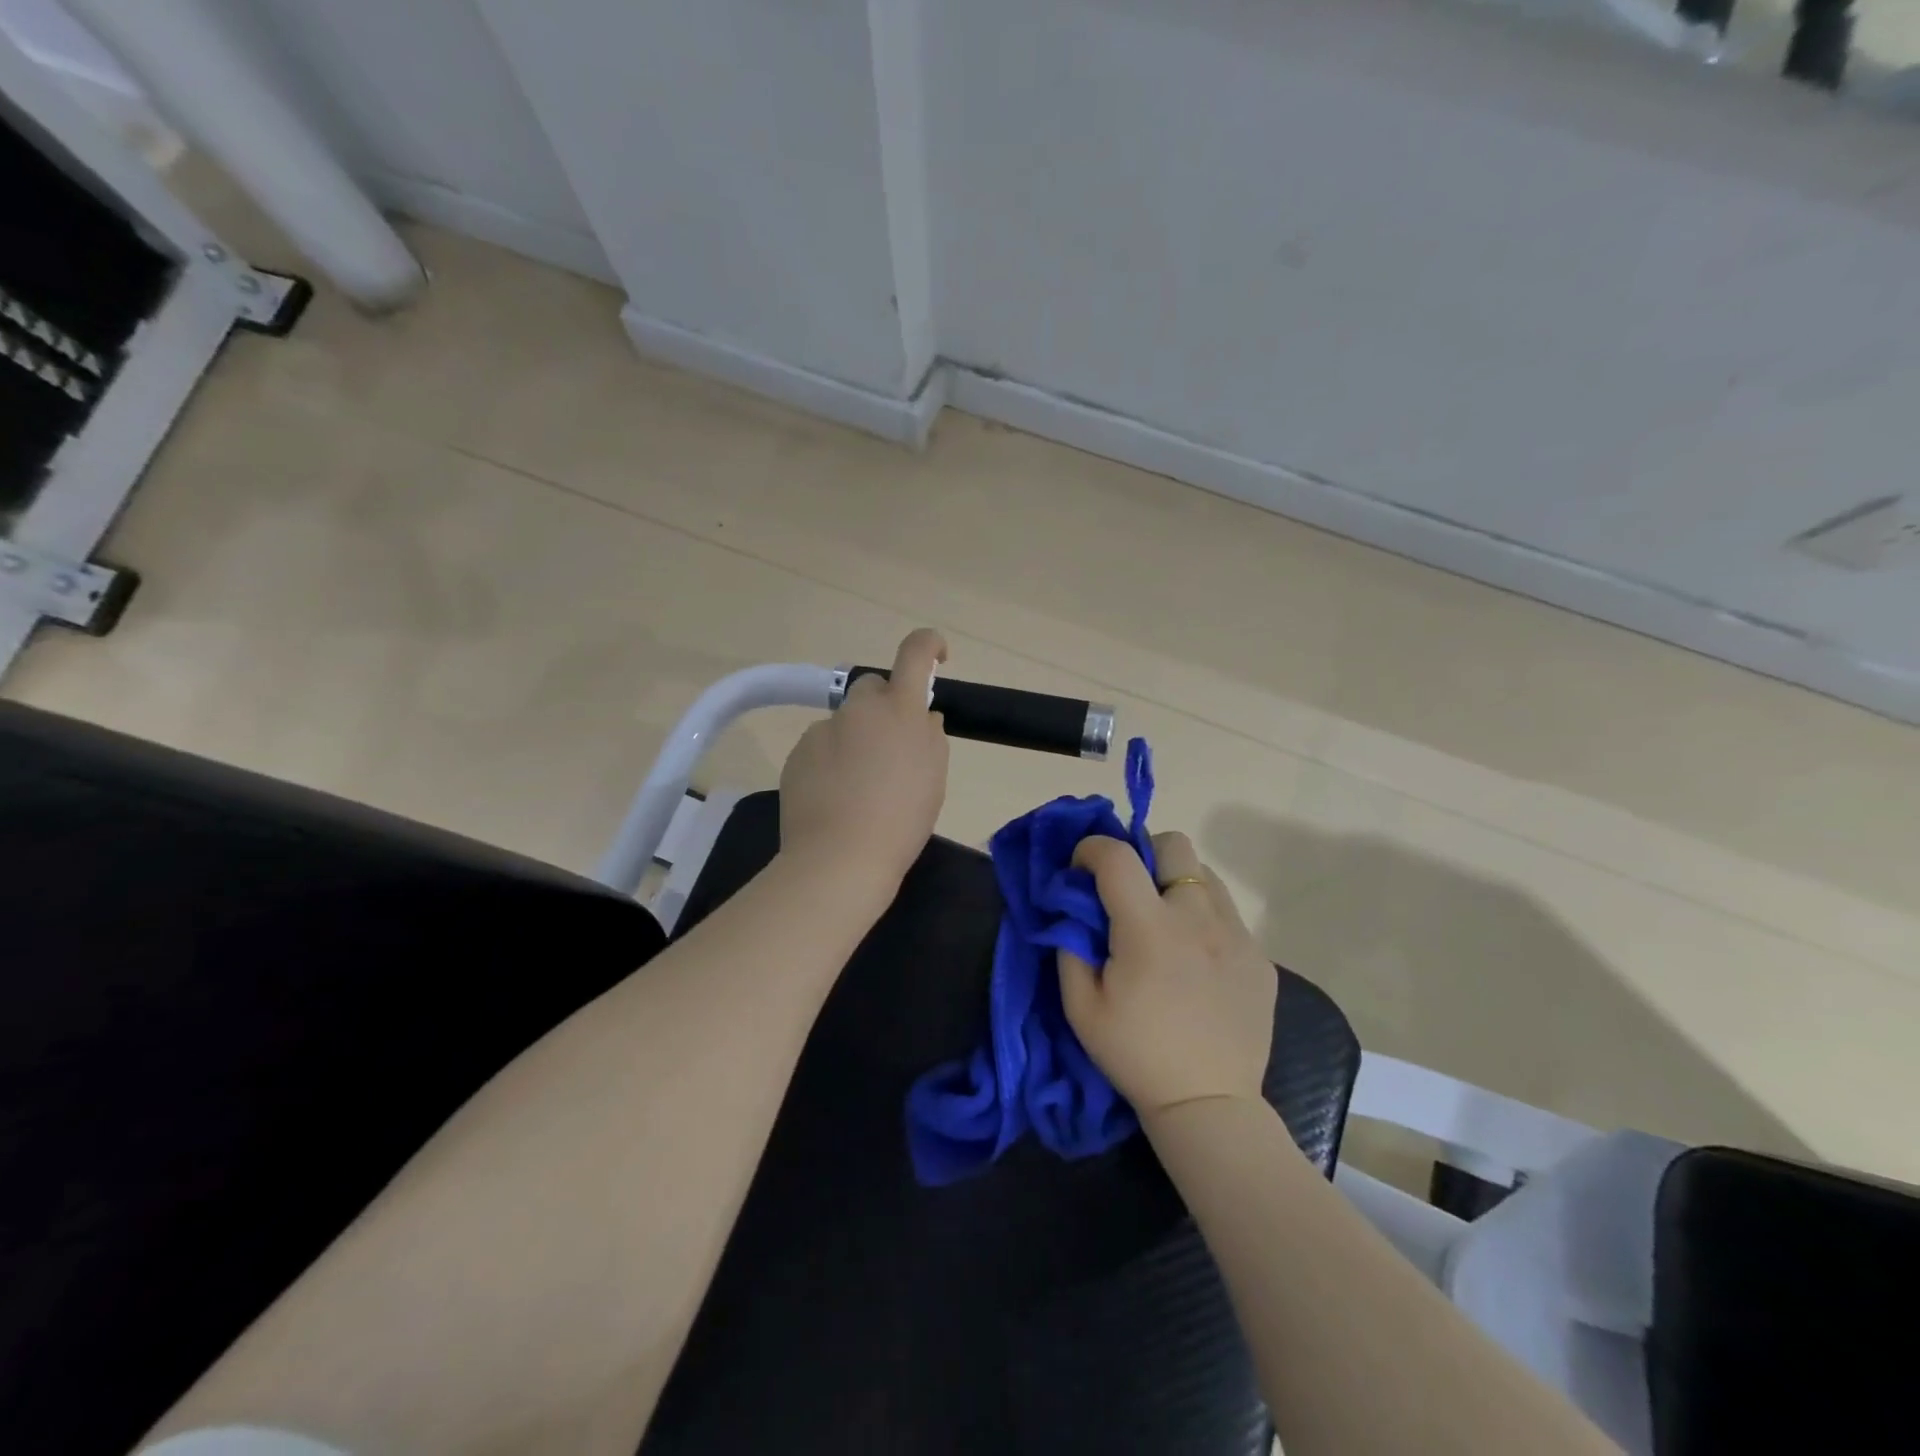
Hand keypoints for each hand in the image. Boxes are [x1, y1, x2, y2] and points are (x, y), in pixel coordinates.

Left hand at [778, 629, 950, 894]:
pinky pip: (821, 747)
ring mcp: (822, 730)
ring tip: (859, 786)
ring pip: (845, 722)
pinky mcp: (797, 754)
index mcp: (899, 710)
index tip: (936, 656)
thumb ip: (929, 736)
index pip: (915, 653)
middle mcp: (858, 709)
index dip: (928, 645)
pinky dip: (830, 761)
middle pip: (872, 687)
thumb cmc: (901, 819)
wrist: (839, 858)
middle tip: (891, 747)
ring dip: (855, 739)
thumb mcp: (933, 777)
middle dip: (884, 706)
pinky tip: (834, 797)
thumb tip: (920, 717)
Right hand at [1058, 831, 1277, 1121]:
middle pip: (1174, 844)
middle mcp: (1197, 917)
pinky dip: (1203, 918)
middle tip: (1130, 891)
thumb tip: (1073, 910)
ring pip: (1205, 875)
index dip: (1091, 848)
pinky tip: (1195, 960)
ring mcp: (1236, 935)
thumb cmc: (1135, 1055)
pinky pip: (1227, 914)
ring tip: (1164, 923)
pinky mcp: (1259, 957)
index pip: (1118, 855)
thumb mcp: (1080, 1006)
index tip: (1080, 868)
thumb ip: (1070, 945)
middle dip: (1144, 853)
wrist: (1208, 1104)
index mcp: (1148, 928)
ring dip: (1176, 883)